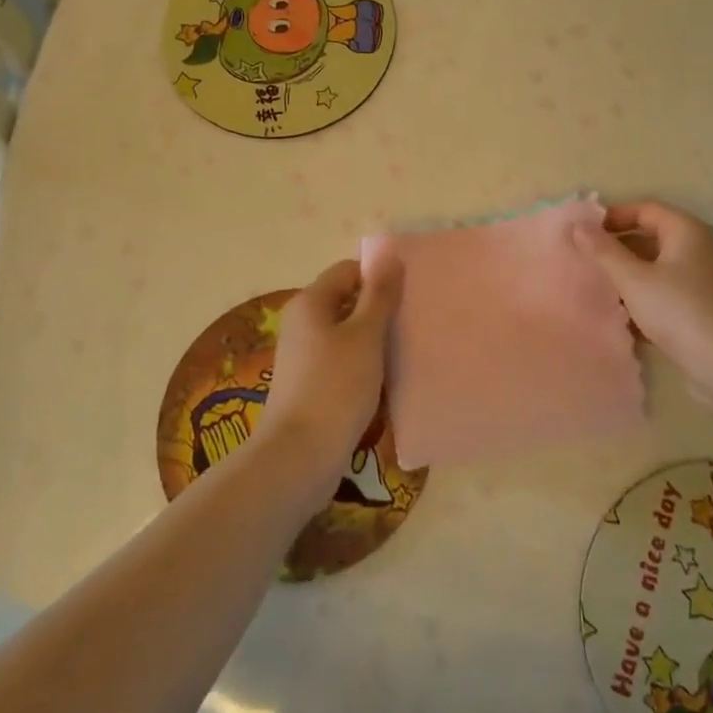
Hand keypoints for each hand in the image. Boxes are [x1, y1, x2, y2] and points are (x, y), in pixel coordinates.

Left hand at [259, 255, 403, 488]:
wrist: (300, 456)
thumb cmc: (335, 387)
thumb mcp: (365, 335)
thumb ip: (379, 295)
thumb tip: (390, 257)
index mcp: (310, 303)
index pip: (348, 271)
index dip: (378, 277)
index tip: (409, 295)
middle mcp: (301, 323)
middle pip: (346, 301)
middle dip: (379, 309)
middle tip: (412, 322)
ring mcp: (303, 356)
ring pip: (346, 334)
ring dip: (374, 340)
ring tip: (405, 351)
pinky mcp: (309, 384)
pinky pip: (342, 361)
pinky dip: (363, 364)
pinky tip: (385, 379)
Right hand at [574, 200, 712, 395]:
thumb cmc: (679, 310)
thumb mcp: (633, 278)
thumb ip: (603, 250)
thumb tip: (577, 224)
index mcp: (685, 230)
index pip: (644, 209)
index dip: (612, 216)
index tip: (582, 231)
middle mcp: (695, 248)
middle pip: (648, 237)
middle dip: (615, 247)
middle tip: (582, 257)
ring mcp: (698, 279)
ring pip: (653, 267)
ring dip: (625, 274)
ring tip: (593, 284)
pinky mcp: (696, 306)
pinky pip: (661, 291)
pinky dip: (639, 296)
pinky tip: (616, 313)